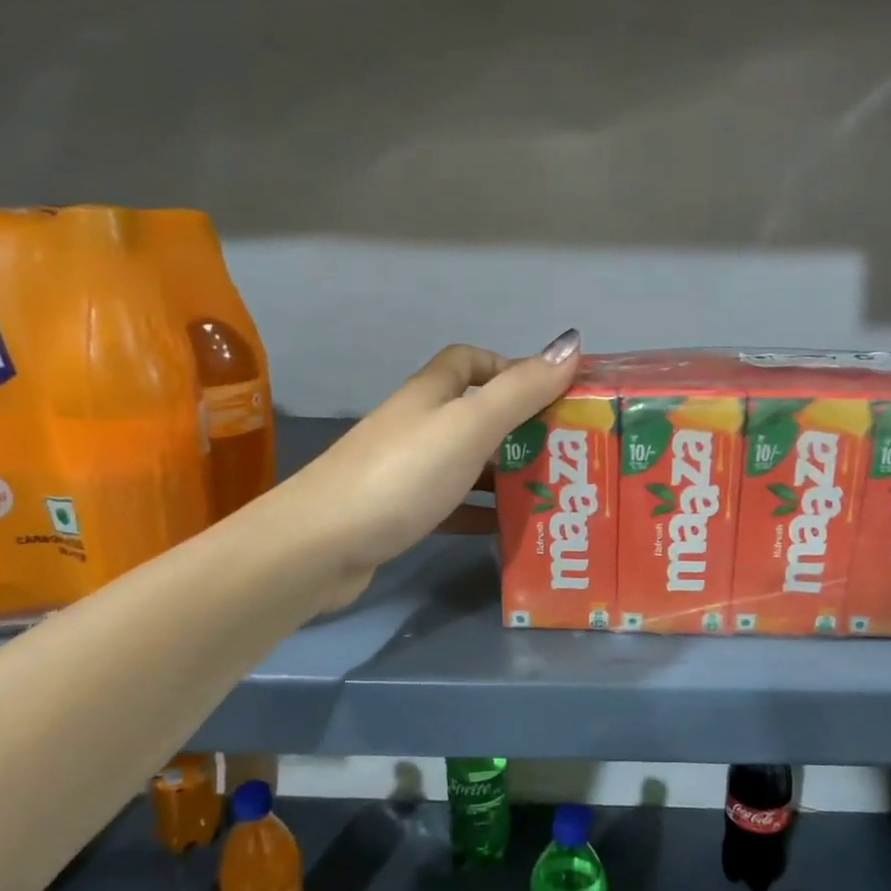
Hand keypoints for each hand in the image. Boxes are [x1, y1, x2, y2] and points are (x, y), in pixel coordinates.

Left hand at [279, 330, 582, 610]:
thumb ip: (521, 389)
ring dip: (504, 474)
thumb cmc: (402, 475)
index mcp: (430, 395)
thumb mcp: (470, 426)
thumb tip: (570, 344)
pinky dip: (479, 512)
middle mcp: (416, 425)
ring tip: (550, 493)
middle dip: (520, 428)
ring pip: (466, 462)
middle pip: (474, 414)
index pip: (470, 361)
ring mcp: (404, 470)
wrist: (319, 546)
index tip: (550, 395)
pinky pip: (451, 504)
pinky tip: (506, 528)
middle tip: (566, 452)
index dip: (509, 368)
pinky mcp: (398, 512)